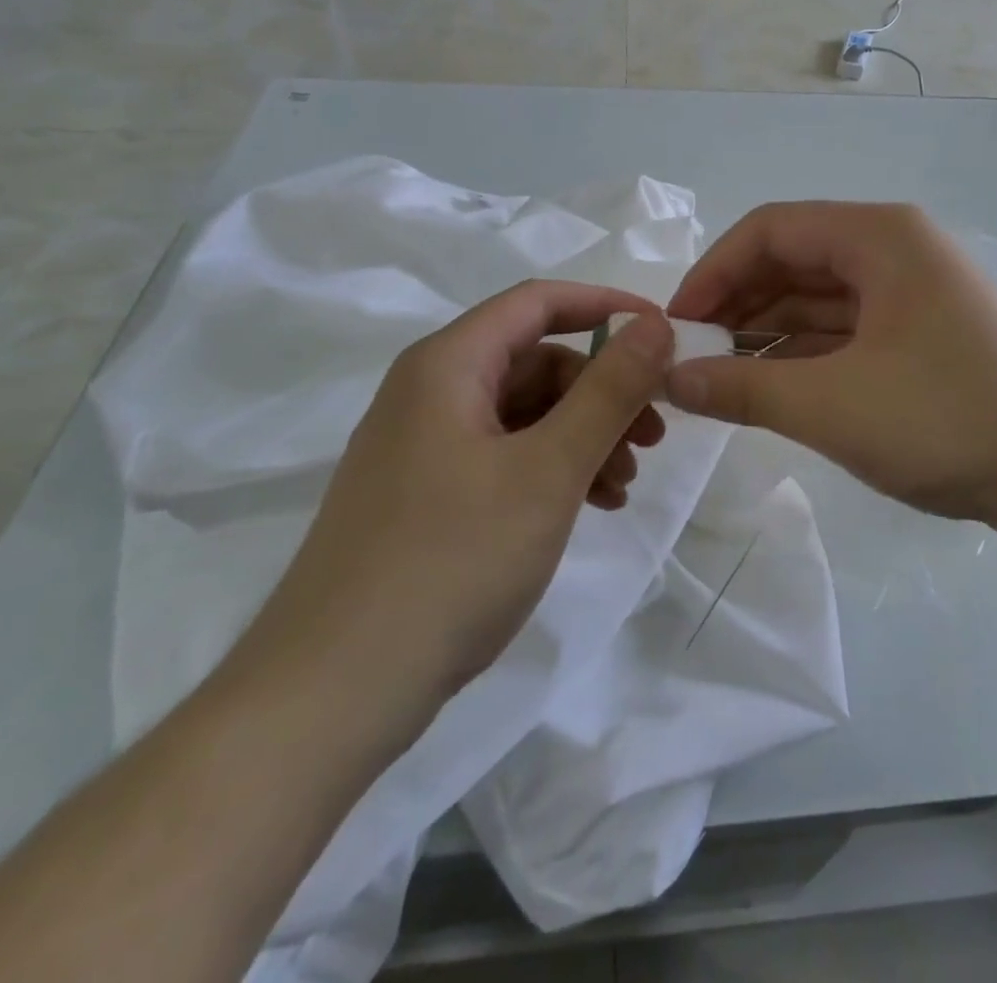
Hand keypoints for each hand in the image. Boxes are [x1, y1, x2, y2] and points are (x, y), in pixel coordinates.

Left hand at [229, 282, 673, 754]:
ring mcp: (423, 448)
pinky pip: (504, 457)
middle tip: (653, 435)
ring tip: (624, 485)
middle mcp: (429, 393)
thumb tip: (655, 324)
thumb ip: (609, 391)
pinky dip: (553, 470)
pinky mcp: (425, 497)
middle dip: (602, 390)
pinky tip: (590, 506)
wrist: (332, 695)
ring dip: (584, 436)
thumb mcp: (548, 470)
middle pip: (535, 362)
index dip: (606, 307)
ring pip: (524, 414)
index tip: (664, 333)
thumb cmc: (450, 562)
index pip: (538, 302)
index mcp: (447, 365)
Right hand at [666, 203, 996, 530]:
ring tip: (719, 376)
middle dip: (737, 304)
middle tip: (692, 355)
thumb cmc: (945, 418)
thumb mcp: (830, 405)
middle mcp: (895, 251)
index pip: (771, 230)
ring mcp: (912, 294)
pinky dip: (802, 353)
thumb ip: (741, 389)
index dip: (713, 271)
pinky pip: (844, 330)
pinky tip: (769, 386)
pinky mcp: (922, 336)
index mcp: (879, 237)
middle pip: (793, 260)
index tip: (677, 324)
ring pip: (818, 298)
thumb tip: (672, 381)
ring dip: (766, 332)